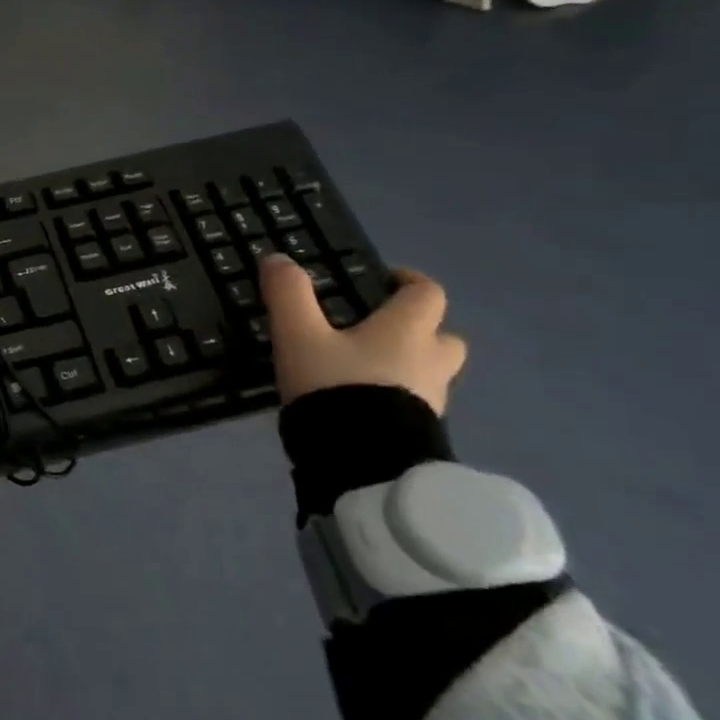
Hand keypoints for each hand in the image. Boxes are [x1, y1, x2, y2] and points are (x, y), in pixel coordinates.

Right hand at [260, 254, 466, 414]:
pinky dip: (395, 397)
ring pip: (430, 371)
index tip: (381, 281)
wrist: (362, 461)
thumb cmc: (335, 386)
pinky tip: (360, 404)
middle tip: (375, 331)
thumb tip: (277, 258)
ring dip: (407, 365)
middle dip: (416, 329)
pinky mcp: (421, 432)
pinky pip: (414, 403)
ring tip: (361, 371)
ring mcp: (432, 399)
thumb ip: (288, 294)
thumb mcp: (298, 335)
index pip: (426, 292)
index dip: (407, 281)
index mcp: (407, 330)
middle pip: (441, 335)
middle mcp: (431, 360)